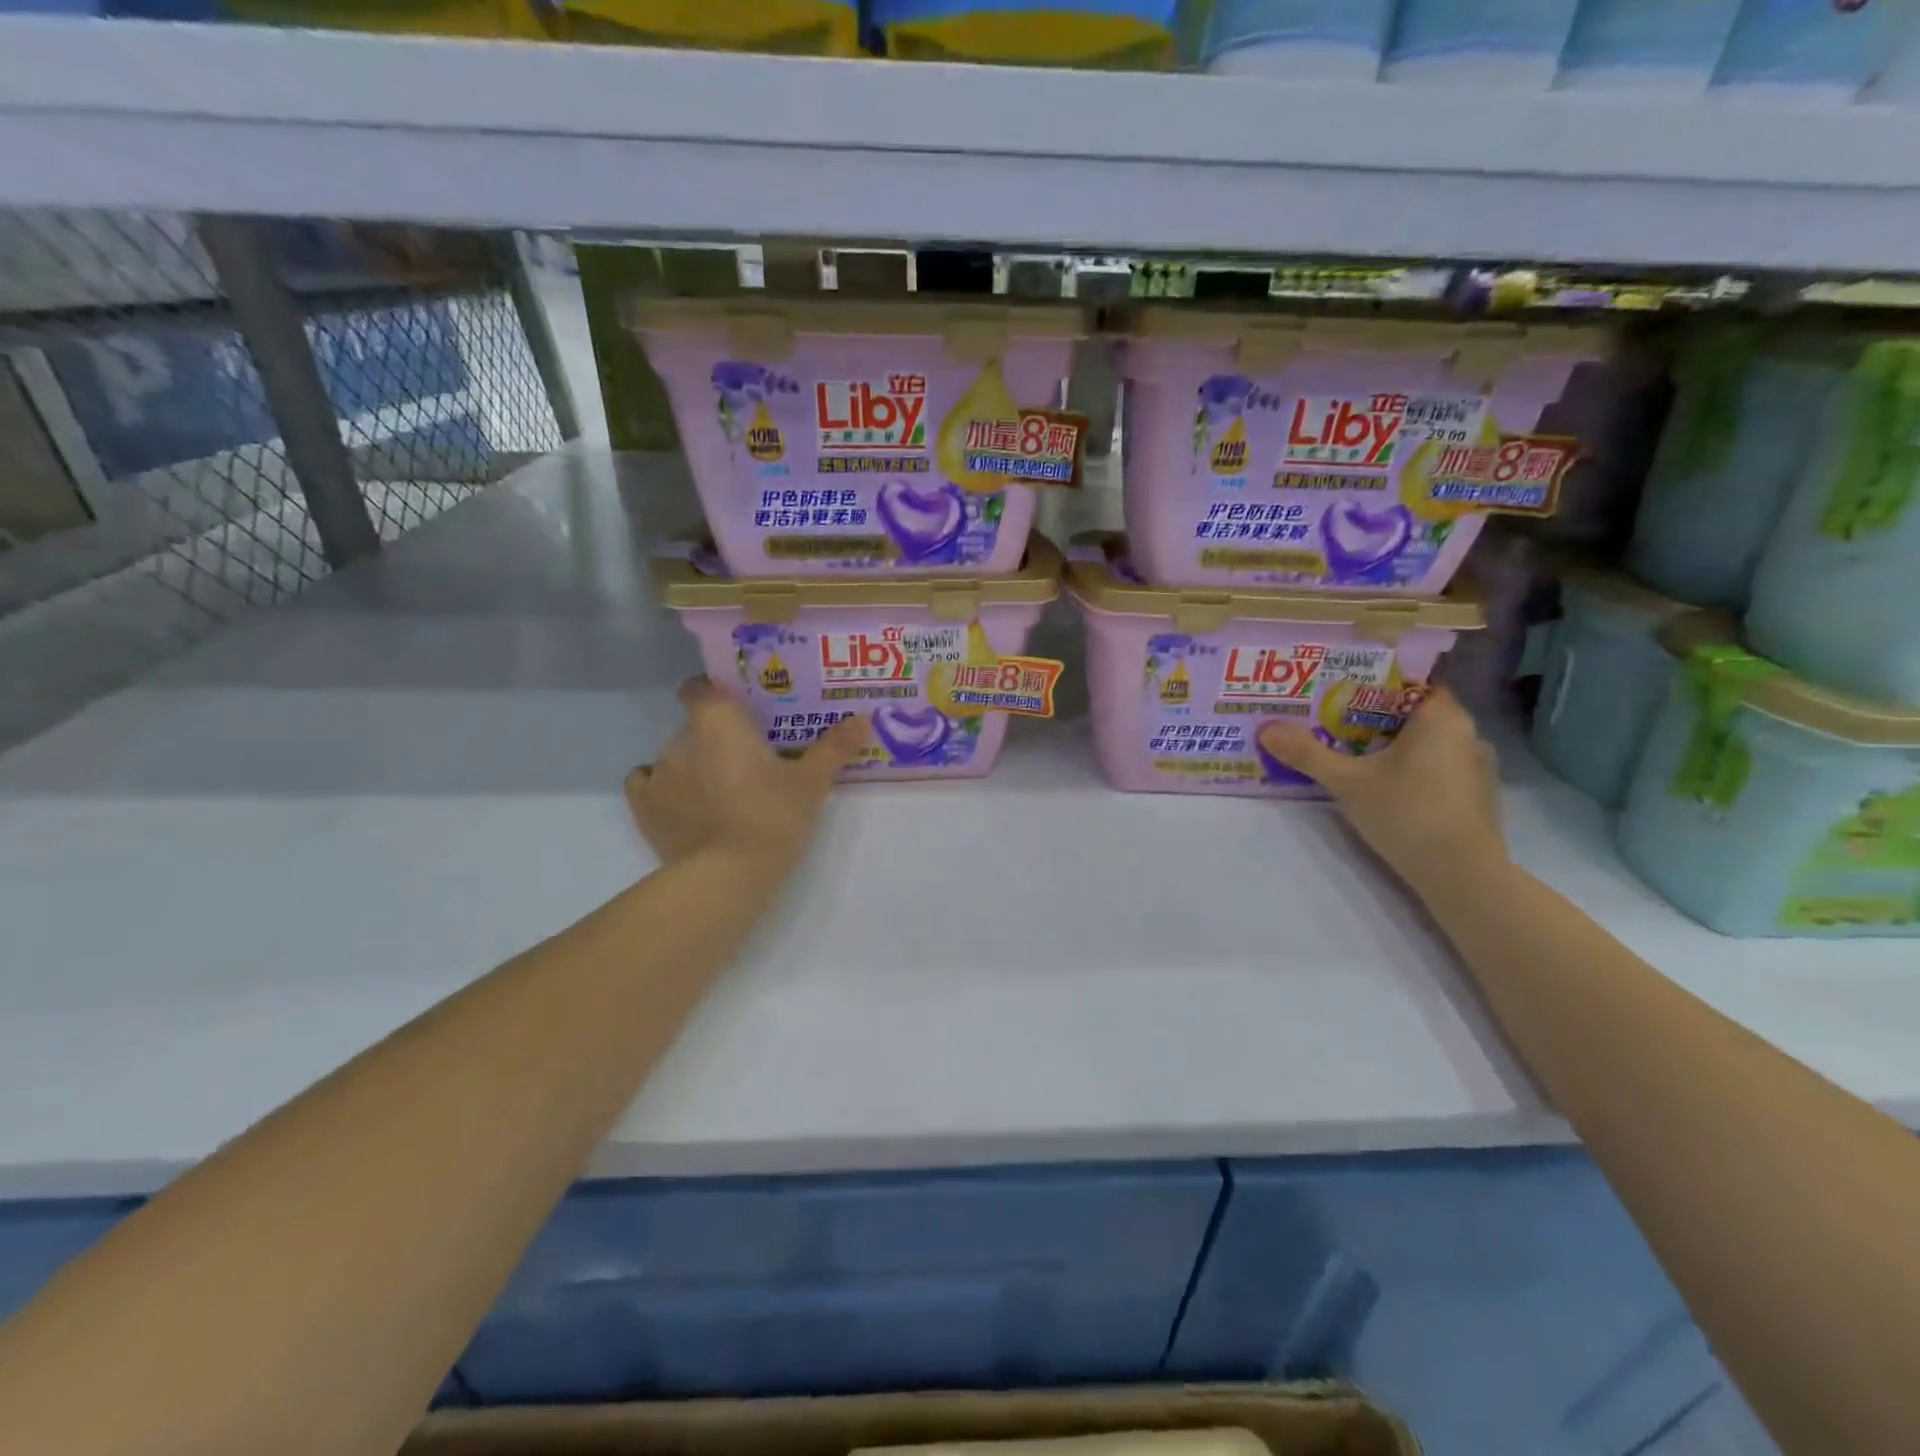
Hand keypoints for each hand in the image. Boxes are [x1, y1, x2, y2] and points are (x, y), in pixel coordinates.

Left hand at [626, 677, 865, 877]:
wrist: (726, 875)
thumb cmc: (772, 816)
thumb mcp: (811, 783)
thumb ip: (834, 747)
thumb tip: (863, 717)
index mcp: (719, 722)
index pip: (700, 688)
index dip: (715, 693)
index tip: (739, 709)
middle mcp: (681, 739)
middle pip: (696, 726)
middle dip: (718, 737)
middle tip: (750, 758)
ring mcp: (658, 773)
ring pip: (677, 756)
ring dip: (696, 765)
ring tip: (724, 791)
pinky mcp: (644, 808)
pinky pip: (648, 783)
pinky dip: (665, 788)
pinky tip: (687, 803)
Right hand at [1257, 686, 1507, 899]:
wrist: (1461, 874)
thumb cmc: (1407, 813)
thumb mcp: (1347, 782)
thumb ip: (1307, 753)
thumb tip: (1266, 728)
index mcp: (1441, 717)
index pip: (1411, 684)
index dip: (1375, 686)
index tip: (1340, 695)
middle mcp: (1467, 733)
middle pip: (1415, 713)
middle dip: (1376, 718)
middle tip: (1335, 725)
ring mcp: (1477, 766)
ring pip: (1429, 742)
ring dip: (1395, 746)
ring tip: (1355, 755)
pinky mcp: (1476, 795)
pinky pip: (1439, 766)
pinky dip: (1413, 768)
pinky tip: (1387, 786)